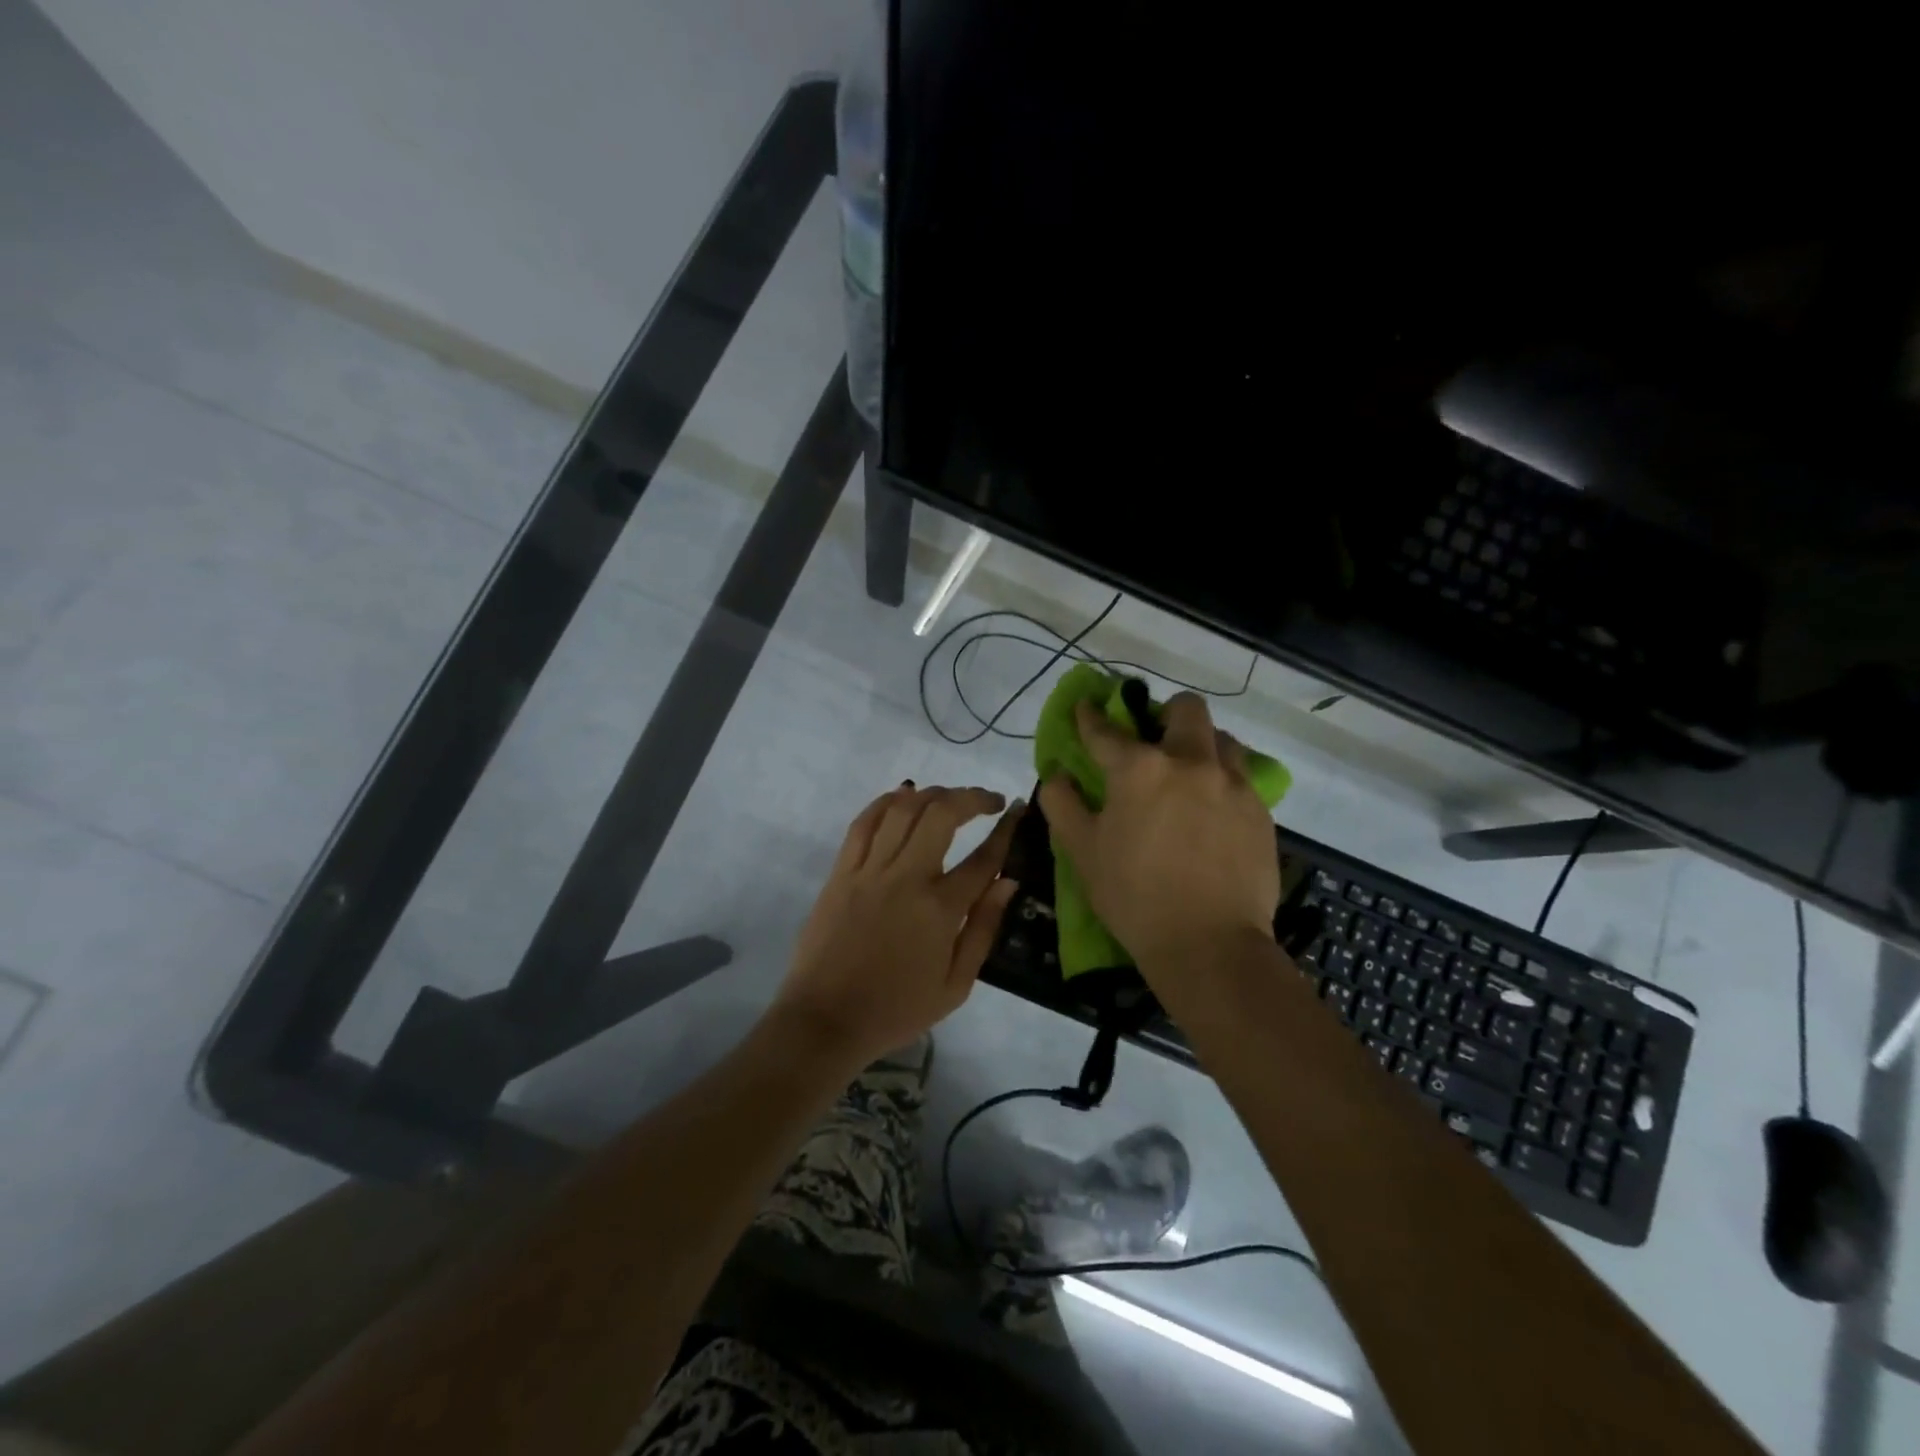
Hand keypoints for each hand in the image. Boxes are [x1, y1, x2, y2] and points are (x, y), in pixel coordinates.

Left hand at [775, 783, 1021, 1067]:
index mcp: (940, 909)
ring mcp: (869, 870)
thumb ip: (983, 928)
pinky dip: (886, 801)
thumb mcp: (955, 986)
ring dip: (932, 794)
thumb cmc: (896, 1010)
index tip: (1017, 811)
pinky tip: (903, 796)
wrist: (825, 1020)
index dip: (1006, 829)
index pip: (983, 857)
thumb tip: (1007, 881)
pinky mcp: (841, 871)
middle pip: (942, 814)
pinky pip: (864, 822)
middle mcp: (906, 878)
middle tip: (988, 801)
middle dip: (971, 797)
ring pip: (903, 809)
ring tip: (949, 798)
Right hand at [1039, 693, 1278, 978]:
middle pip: (1186, 709)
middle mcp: (1190, 762)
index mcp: (1139, 769)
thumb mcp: (1082, 851)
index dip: (1090, 715)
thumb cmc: (1134, 897)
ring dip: (1201, 745)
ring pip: (1222, 739)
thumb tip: (1056, 774)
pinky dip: (1223, 781)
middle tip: (1153, 740)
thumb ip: (1062, 803)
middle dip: (1165, 713)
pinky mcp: (1260, 811)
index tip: (1086, 707)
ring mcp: (1232, 784)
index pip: (1106, 729)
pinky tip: (1212, 812)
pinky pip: (1242, 778)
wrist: (1209, 945)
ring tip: (1189, 775)